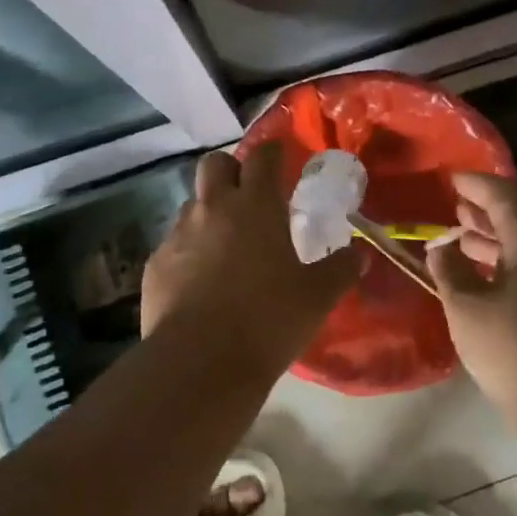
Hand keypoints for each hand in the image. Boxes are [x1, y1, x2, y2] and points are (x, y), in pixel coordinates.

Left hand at [141, 143, 359, 368]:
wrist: (199, 363)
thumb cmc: (268, 320)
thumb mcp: (317, 297)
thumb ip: (341, 270)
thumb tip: (360, 255)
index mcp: (256, 206)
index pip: (263, 156)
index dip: (273, 152)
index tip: (281, 158)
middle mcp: (213, 208)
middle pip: (214, 163)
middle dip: (231, 170)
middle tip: (248, 196)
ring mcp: (179, 234)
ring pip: (192, 203)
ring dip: (209, 211)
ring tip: (225, 243)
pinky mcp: (156, 263)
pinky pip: (174, 242)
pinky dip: (189, 250)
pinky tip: (200, 280)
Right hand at [429, 172, 516, 426]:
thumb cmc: (516, 353)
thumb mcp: (468, 309)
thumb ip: (449, 270)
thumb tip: (441, 247)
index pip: (503, 195)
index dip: (474, 184)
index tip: (450, 177)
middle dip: (483, 211)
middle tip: (452, 206)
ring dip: (495, 238)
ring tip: (461, 236)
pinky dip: (509, 260)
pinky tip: (485, 274)